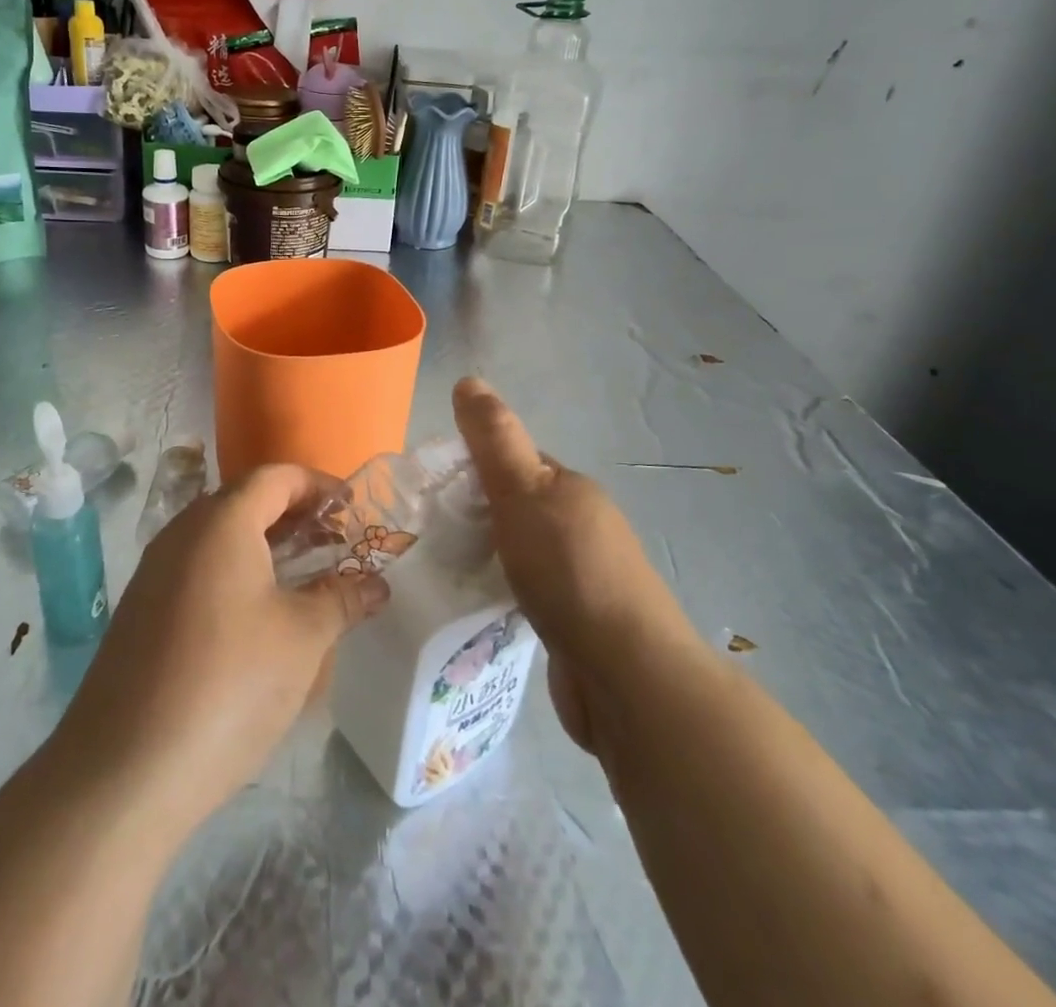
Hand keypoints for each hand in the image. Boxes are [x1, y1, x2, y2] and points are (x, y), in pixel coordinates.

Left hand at [52, 465, 388, 835]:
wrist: (124, 771)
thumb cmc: (229, 684)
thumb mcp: (302, 638)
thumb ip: (343, 598)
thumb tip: (376, 584)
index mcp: (221, 522)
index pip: (275, 477)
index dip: (318, 485)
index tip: (352, 509)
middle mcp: (182, 533)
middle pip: (245, 502)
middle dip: (294, 516)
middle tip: (334, 545)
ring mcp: (155, 572)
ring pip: (219, 538)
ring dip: (264, 546)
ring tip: (304, 579)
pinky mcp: (141, 611)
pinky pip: (198, 569)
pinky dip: (235, 574)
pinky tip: (258, 618)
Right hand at [452, 377, 701, 753]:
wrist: (626, 676)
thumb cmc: (569, 571)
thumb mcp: (522, 492)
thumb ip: (494, 440)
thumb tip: (468, 379)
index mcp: (571, 489)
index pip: (515, 462)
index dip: (473, 466)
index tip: (431, 488)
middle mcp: (582, 526)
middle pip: (517, 506)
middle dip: (476, 514)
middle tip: (428, 532)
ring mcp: (583, 577)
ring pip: (522, 551)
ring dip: (489, 555)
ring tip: (442, 569)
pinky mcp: (577, 623)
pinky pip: (529, 593)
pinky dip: (503, 592)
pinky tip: (478, 605)